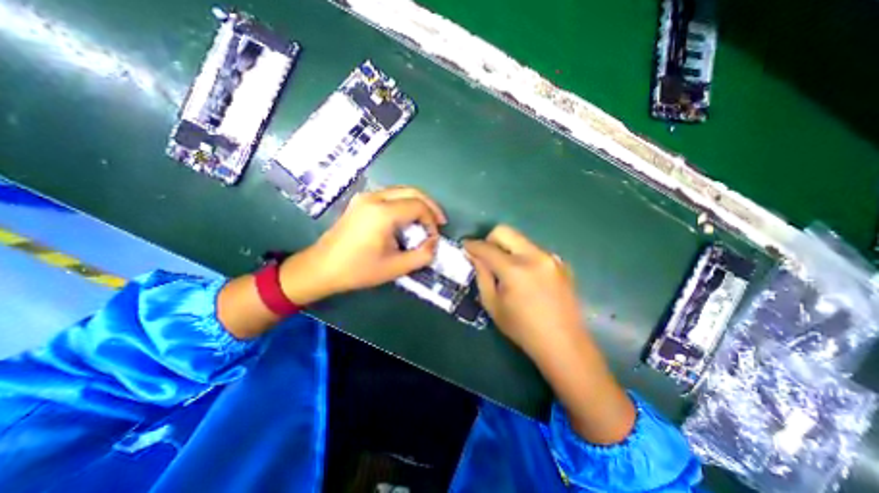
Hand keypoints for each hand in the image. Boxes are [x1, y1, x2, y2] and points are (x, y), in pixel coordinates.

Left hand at [280, 186, 445, 304]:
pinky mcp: (361, 201)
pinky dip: (404, 204)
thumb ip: (422, 255)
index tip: (433, 238)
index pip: (418, 206)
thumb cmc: (358, 270)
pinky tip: (407, 218)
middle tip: (439, 222)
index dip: (431, 220)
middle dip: (430, 206)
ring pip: (401, 191)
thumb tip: (434, 243)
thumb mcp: (395, 268)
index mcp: (382, 213)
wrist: (321, 268)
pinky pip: (390, 195)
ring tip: (426, 221)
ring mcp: (365, 197)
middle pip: (412, 191)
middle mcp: (374, 197)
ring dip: (417, 203)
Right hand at [462, 225, 580, 356]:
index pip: (486, 247)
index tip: (465, 246)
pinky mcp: (560, 262)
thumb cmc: (522, 328)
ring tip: (506, 269)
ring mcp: (550, 257)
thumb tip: (475, 256)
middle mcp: (534, 256)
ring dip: (507, 248)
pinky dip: (523, 256)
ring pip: (520, 239)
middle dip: (490, 240)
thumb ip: (482, 276)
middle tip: (486, 256)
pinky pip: (534, 250)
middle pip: (505, 231)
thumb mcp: (493, 305)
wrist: (564, 343)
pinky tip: (526, 276)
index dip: (472, 245)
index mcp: (514, 270)